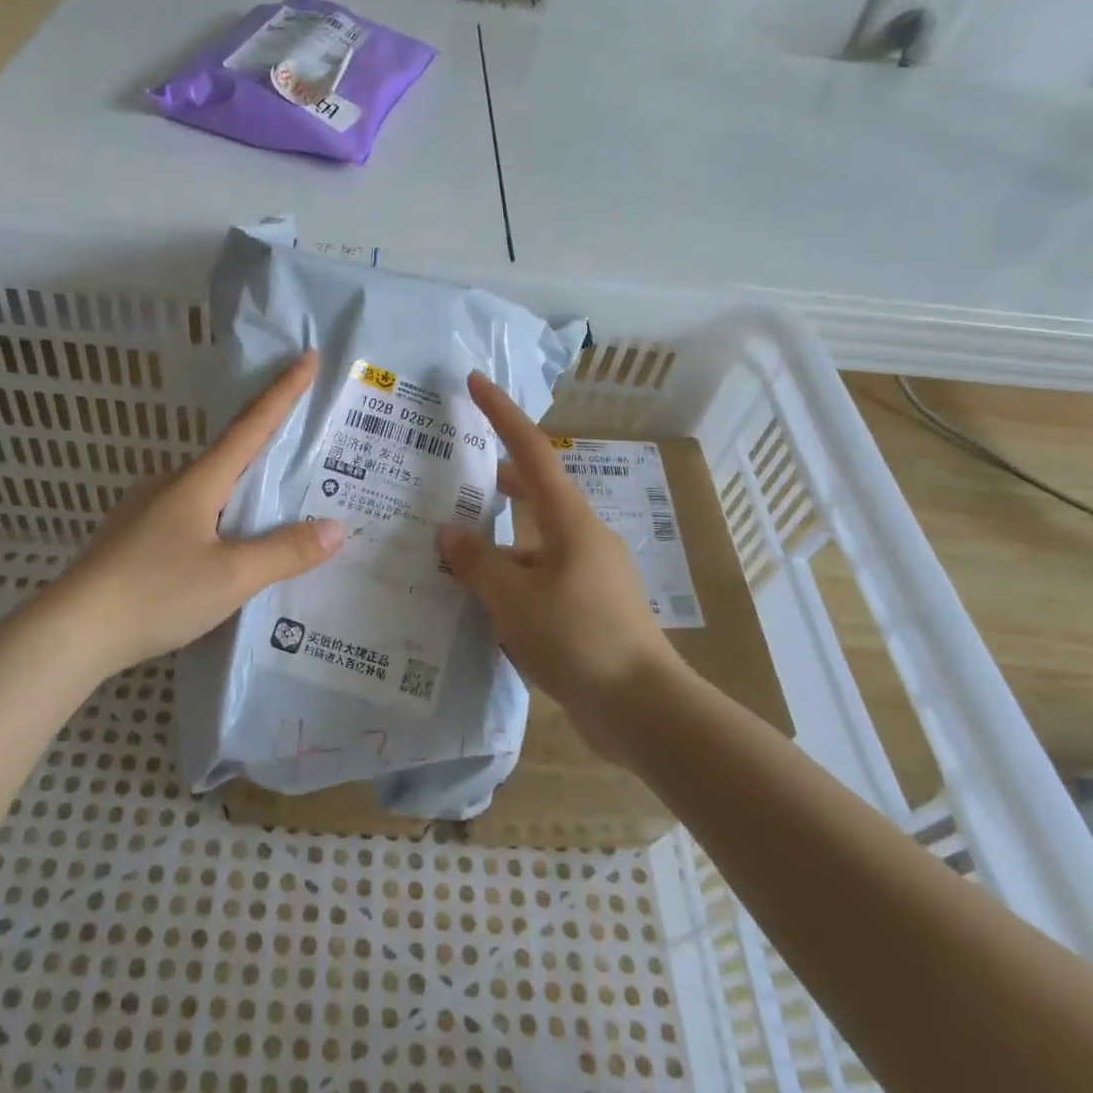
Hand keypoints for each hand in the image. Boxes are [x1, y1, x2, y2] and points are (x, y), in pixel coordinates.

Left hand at [50, 351, 344, 674]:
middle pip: (229, 454)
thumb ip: (286, 552)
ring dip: (241, 489)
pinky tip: (224, 546)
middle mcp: (171, 484)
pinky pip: (190, 514)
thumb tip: (338, 527)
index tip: (307, 356)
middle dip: (267, 445)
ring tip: (273, 508)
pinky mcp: (133, 538)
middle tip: (305, 447)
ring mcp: (146, 509)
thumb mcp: (231, 577)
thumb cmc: (155, 593)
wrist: (69, 633)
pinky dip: (218, 517)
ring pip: (208, 488)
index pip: (252, 425)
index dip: (283, 392)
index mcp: (198, 481)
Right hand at [437, 372, 675, 722]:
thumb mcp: (514, 600)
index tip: (475, 382)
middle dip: (493, 483)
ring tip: (449, 559)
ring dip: (495, 548)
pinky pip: (539, 582)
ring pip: (531, 546)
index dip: (502, 413)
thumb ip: (477, 563)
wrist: (644, 710)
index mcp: (569, 520)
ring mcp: (588, 575)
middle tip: (452, 477)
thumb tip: (449, 533)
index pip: (531, 451)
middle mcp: (581, 538)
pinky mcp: (588, 610)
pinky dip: (509, 585)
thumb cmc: (579, 639)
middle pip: (532, 495)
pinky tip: (480, 610)